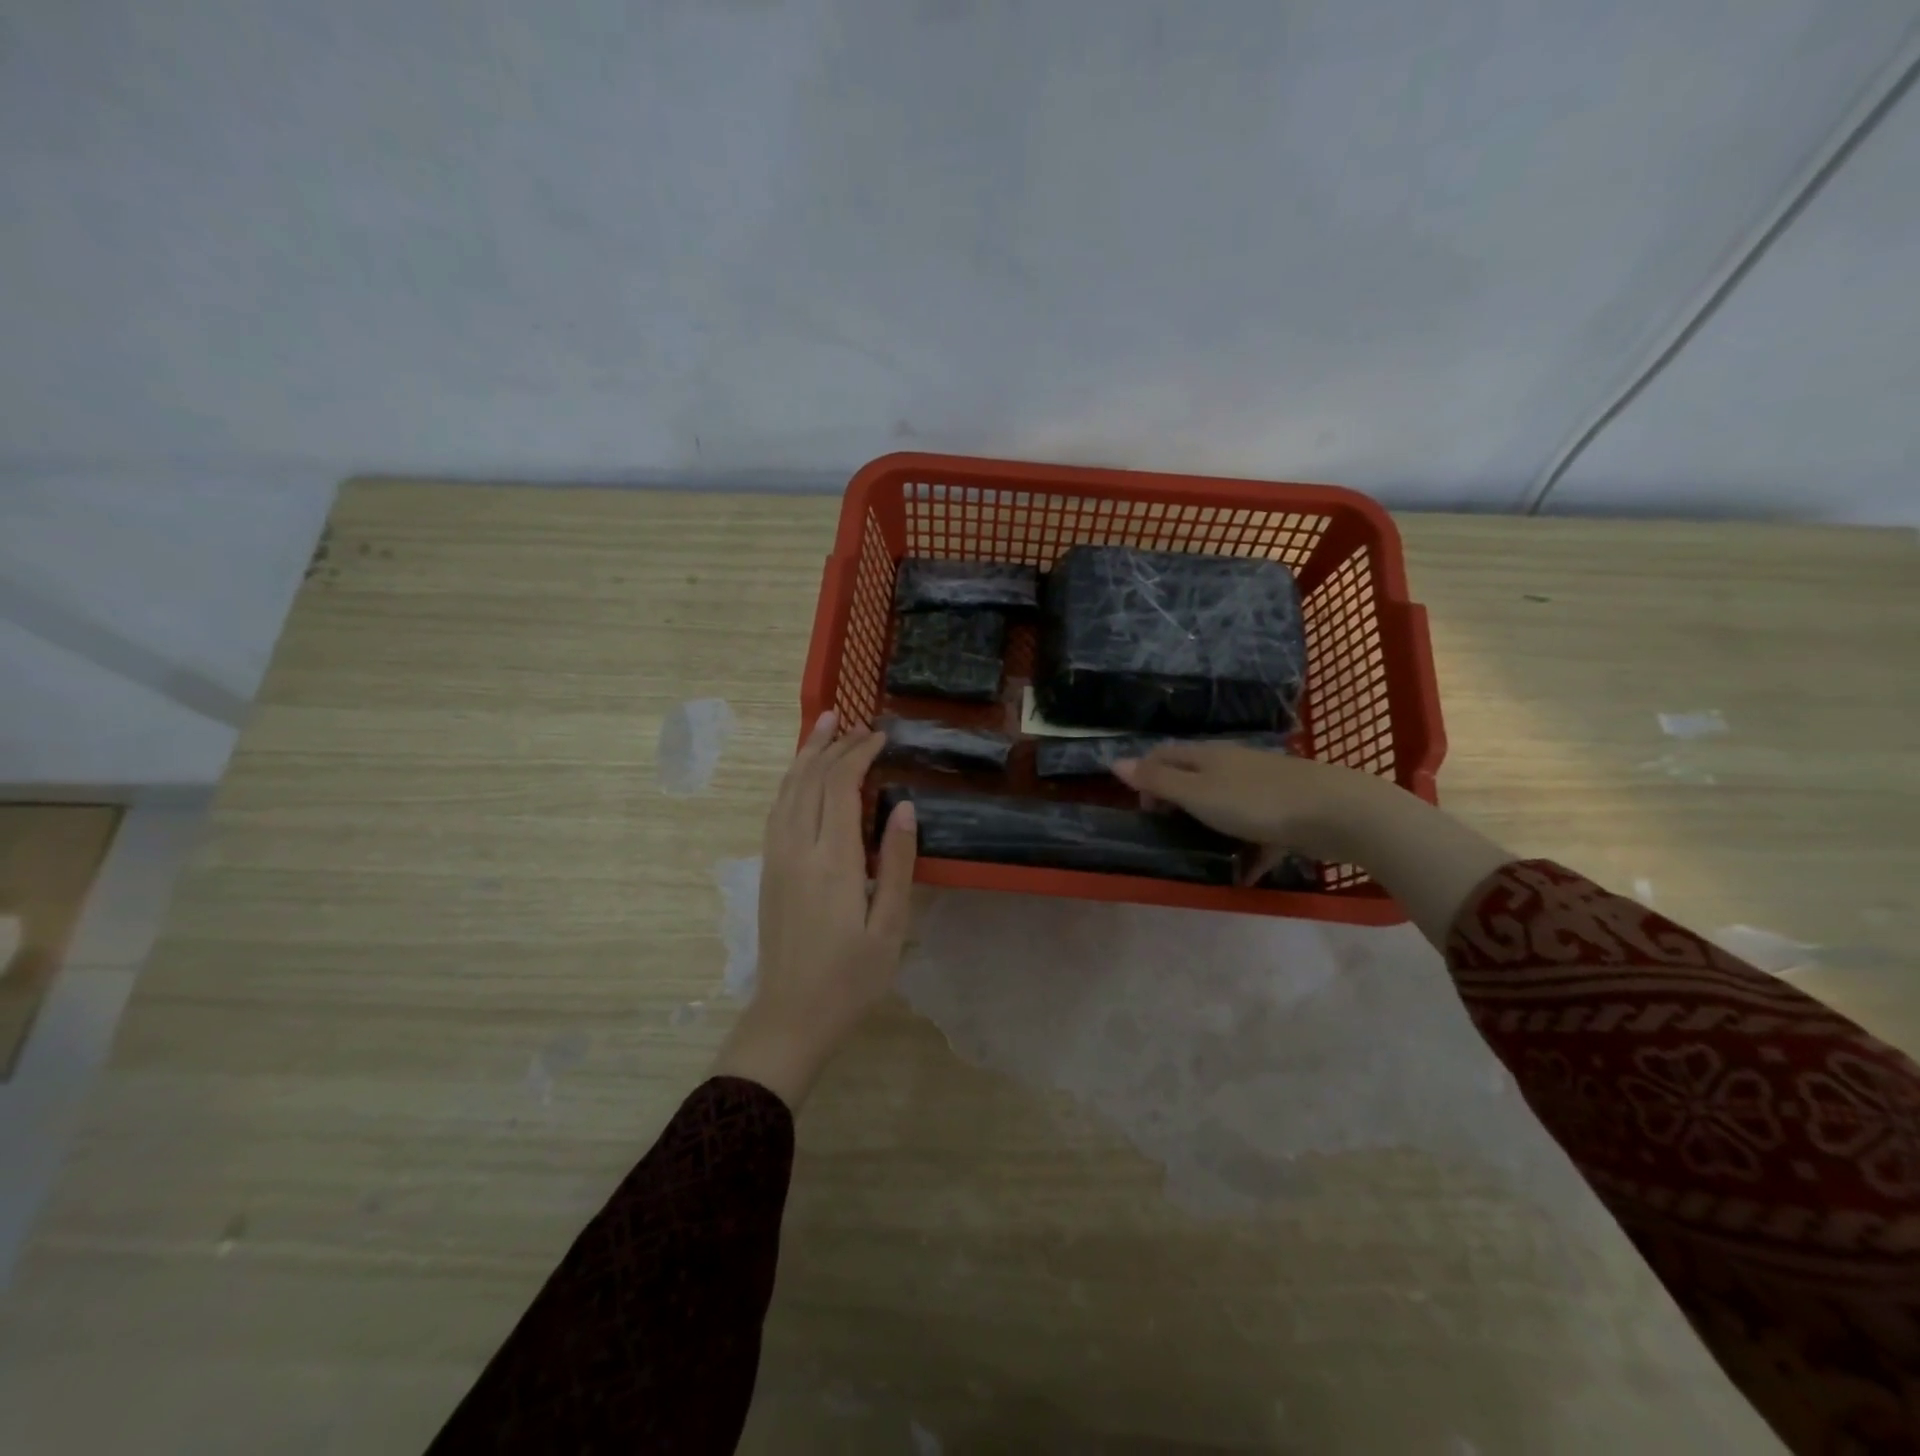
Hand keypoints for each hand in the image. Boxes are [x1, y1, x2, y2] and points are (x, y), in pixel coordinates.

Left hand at [711, 712, 916, 1109]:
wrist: (790, 1017)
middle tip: (858, 722)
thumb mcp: (890, 927)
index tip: (881, 736)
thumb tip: (905, 807)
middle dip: (834, 745)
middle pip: (811, 780)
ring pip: (787, 790)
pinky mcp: (769, 869)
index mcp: (832, 861)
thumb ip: (898, 864)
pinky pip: (777, 810)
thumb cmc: (850, 979)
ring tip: (824, 725)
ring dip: (807, 755)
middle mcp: (797, 849)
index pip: (840, 787)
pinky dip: (791, 781)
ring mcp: (776, 858)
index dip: (859, 755)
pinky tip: (801, 775)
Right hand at [1112, 742, 1389, 864]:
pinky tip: (1245, 875)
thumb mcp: (1197, 793)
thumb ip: (1158, 780)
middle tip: (1169, 833)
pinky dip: (1248, 850)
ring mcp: (1263, 786)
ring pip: (1226, 804)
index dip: (1145, 776)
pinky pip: (1258, 831)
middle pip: (1194, 777)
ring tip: (1203, 855)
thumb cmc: (1256, 802)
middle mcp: (1233, 764)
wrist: (1338, 812)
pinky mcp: (1289, 811)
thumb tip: (1115, 761)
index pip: (1163, 754)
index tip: (1144, 811)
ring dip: (1211, 826)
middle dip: (1177, 802)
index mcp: (1207, 756)